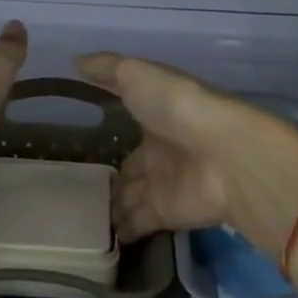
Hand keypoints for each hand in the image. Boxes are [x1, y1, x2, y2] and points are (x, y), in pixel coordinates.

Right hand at [75, 52, 297, 252]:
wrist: (221, 154)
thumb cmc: (176, 106)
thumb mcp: (136, 75)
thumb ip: (106, 69)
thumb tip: (75, 60)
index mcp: (156, 114)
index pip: (128, 121)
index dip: (111, 126)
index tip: (87, 132)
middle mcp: (160, 149)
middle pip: (131, 167)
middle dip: (112, 177)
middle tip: (79, 189)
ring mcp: (163, 184)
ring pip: (131, 197)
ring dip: (113, 207)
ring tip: (83, 218)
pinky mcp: (165, 214)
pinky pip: (137, 223)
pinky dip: (122, 231)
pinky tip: (100, 237)